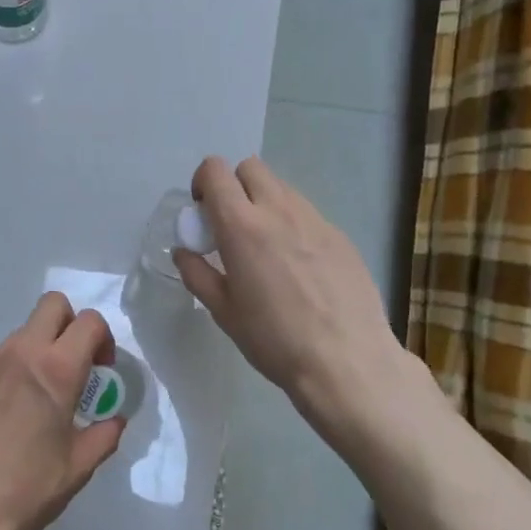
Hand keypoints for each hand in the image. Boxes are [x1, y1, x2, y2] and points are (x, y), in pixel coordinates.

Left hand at [0, 293, 125, 529]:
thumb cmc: (27, 488)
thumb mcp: (78, 466)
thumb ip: (104, 435)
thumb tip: (114, 419)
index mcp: (56, 369)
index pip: (89, 321)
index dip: (104, 338)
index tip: (103, 369)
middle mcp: (22, 353)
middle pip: (53, 304)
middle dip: (72, 323)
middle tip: (77, 364)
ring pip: (25, 329)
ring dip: (44, 345)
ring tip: (46, 392)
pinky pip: (3, 354)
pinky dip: (20, 364)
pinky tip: (18, 407)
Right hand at [175, 156, 410, 427]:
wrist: (346, 361)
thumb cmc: (274, 339)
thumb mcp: (223, 311)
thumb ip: (197, 274)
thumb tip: (183, 252)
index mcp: (242, 226)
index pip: (215, 171)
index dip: (203, 184)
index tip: (203, 214)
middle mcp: (279, 210)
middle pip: (251, 168)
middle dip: (234, 187)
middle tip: (231, 226)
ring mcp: (315, 220)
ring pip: (281, 188)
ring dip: (264, 204)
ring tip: (265, 249)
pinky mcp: (340, 235)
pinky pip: (307, 214)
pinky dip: (292, 225)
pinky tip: (298, 267)